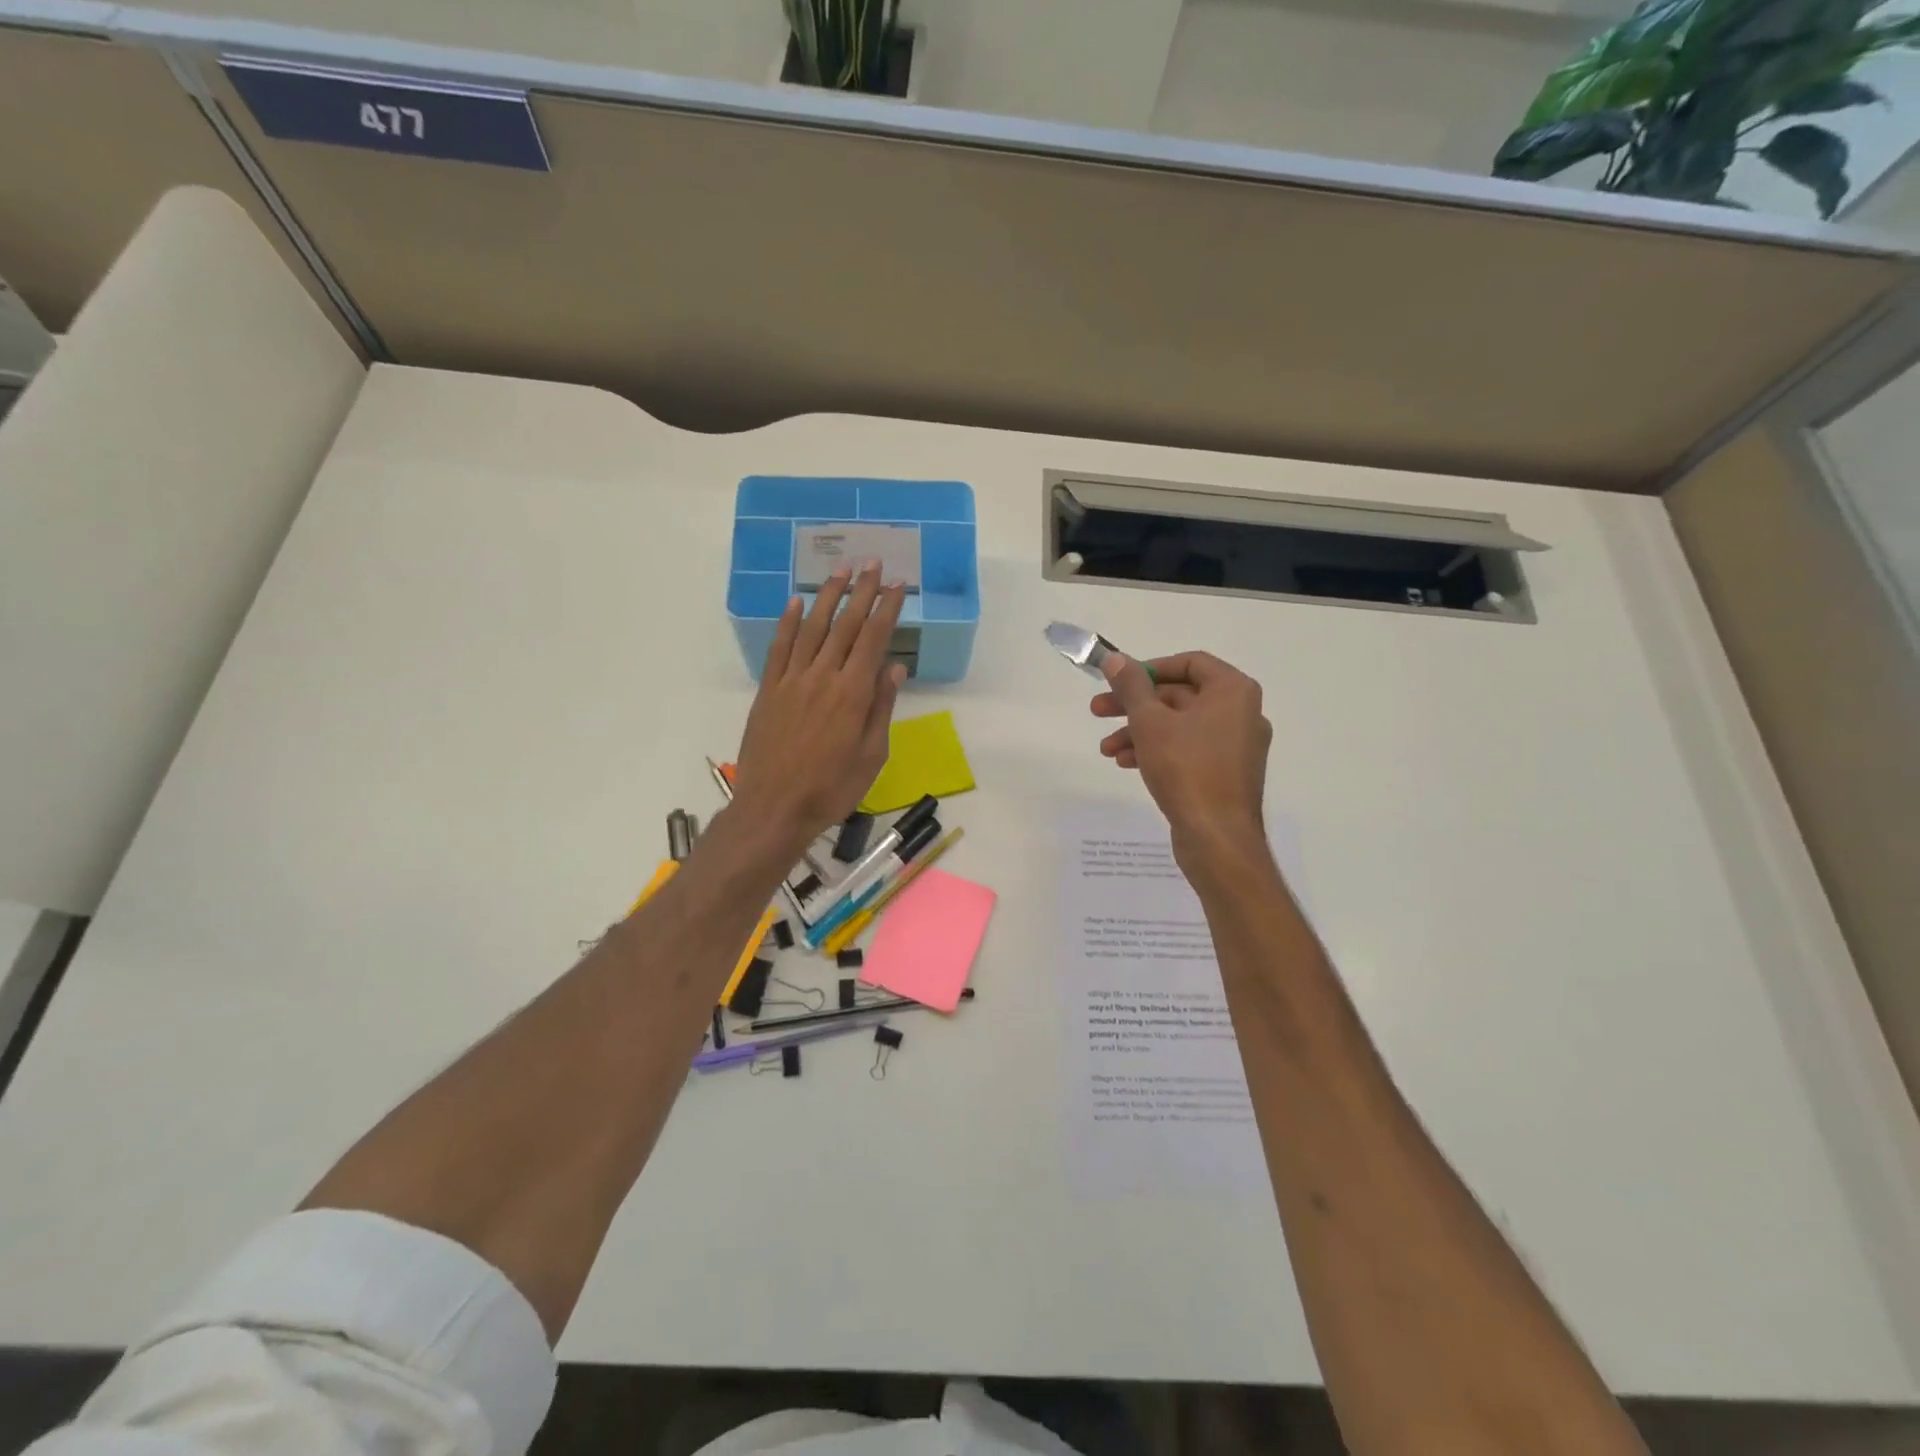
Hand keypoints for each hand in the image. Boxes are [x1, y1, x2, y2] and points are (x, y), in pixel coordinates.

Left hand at [732, 562, 906, 856]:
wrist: (774, 807)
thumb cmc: (831, 789)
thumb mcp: (871, 756)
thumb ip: (881, 708)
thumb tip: (893, 667)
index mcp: (853, 693)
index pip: (873, 639)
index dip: (886, 608)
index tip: (896, 584)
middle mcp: (823, 677)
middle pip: (845, 625)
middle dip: (861, 591)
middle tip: (872, 562)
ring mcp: (792, 680)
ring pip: (812, 628)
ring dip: (827, 596)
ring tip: (839, 570)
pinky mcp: (768, 690)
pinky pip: (780, 648)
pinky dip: (789, 622)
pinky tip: (796, 602)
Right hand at [1091, 650, 1271, 863]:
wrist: (1218, 837)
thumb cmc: (1186, 769)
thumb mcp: (1149, 721)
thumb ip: (1131, 686)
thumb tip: (1115, 658)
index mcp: (1233, 691)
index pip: (1189, 662)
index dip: (1149, 668)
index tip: (1118, 681)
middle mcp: (1242, 713)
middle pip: (1180, 695)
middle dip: (1135, 705)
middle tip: (1097, 711)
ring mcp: (1237, 746)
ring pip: (1180, 726)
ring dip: (1140, 732)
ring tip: (1107, 749)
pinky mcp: (1227, 773)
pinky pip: (1190, 749)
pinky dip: (1159, 750)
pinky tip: (1127, 763)